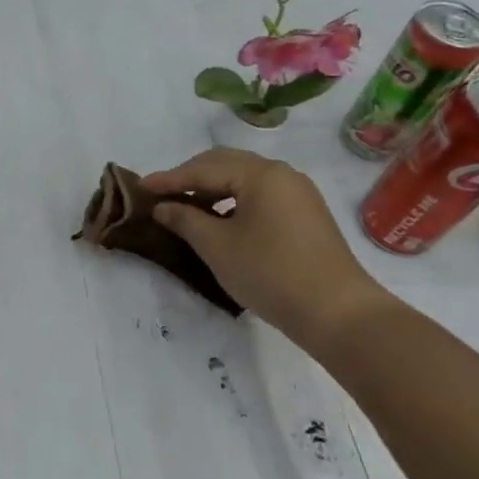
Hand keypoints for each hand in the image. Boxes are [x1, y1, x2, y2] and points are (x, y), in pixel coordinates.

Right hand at [142, 149, 392, 348]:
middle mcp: (282, 175)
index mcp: (261, 174)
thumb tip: (163, 207)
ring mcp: (298, 195)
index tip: (140, 188)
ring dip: (212, 190)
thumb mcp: (217, 246)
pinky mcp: (306, 216)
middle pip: (226, 165)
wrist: (338, 313)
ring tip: (186, 208)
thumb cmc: (270, 272)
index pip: (204, 168)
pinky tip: (219, 221)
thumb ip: (185, 219)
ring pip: (244, 180)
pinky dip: (233, 202)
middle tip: (162, 194)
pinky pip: (260, 196)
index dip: (169, 179)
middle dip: (191, 177)